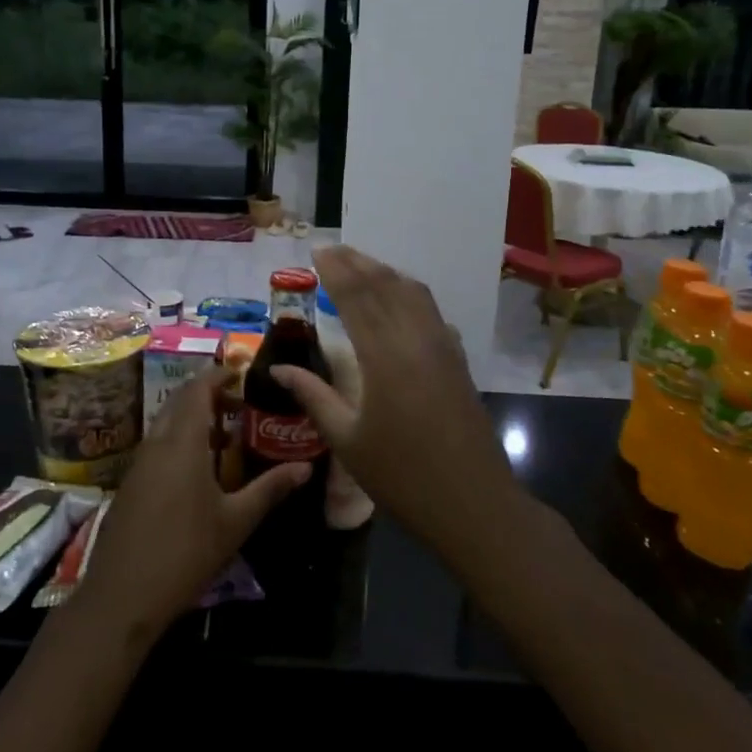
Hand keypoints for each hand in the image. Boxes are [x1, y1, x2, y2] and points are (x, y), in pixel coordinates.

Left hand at [77, 367, 309, 635]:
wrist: (122, 596)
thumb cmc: (186, 553)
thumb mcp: (235, 522)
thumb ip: (270, 489)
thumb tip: (305, 467)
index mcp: (183, 442)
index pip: (197, 390)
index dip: (217, 375)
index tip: (240, 371)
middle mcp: (157, 443)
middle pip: (179, 401)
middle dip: (207, 394)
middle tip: (239, 403)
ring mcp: (139, 463)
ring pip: (166, 423)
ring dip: (193, 418)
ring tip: (226, 435)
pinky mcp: (131, 483)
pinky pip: (157, 444)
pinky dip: (179, 439)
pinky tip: (198, 468)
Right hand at [270, 245, 514, 553]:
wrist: (473, 503)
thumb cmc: (402, 477)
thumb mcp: (347, 440)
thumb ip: (313, 396)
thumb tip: (278, 369)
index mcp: (384, 357)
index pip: (356, 298)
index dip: (336, 271)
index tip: (318, 251)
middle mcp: (415, 339)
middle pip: (385, 286)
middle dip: (357, 263)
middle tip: (333, 249)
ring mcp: (442, 346)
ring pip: (413, 293)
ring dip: (385, 273)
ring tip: (361, 265)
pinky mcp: (458, 359)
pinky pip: (431, 310)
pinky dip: (409, 293)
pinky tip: (400, 300)